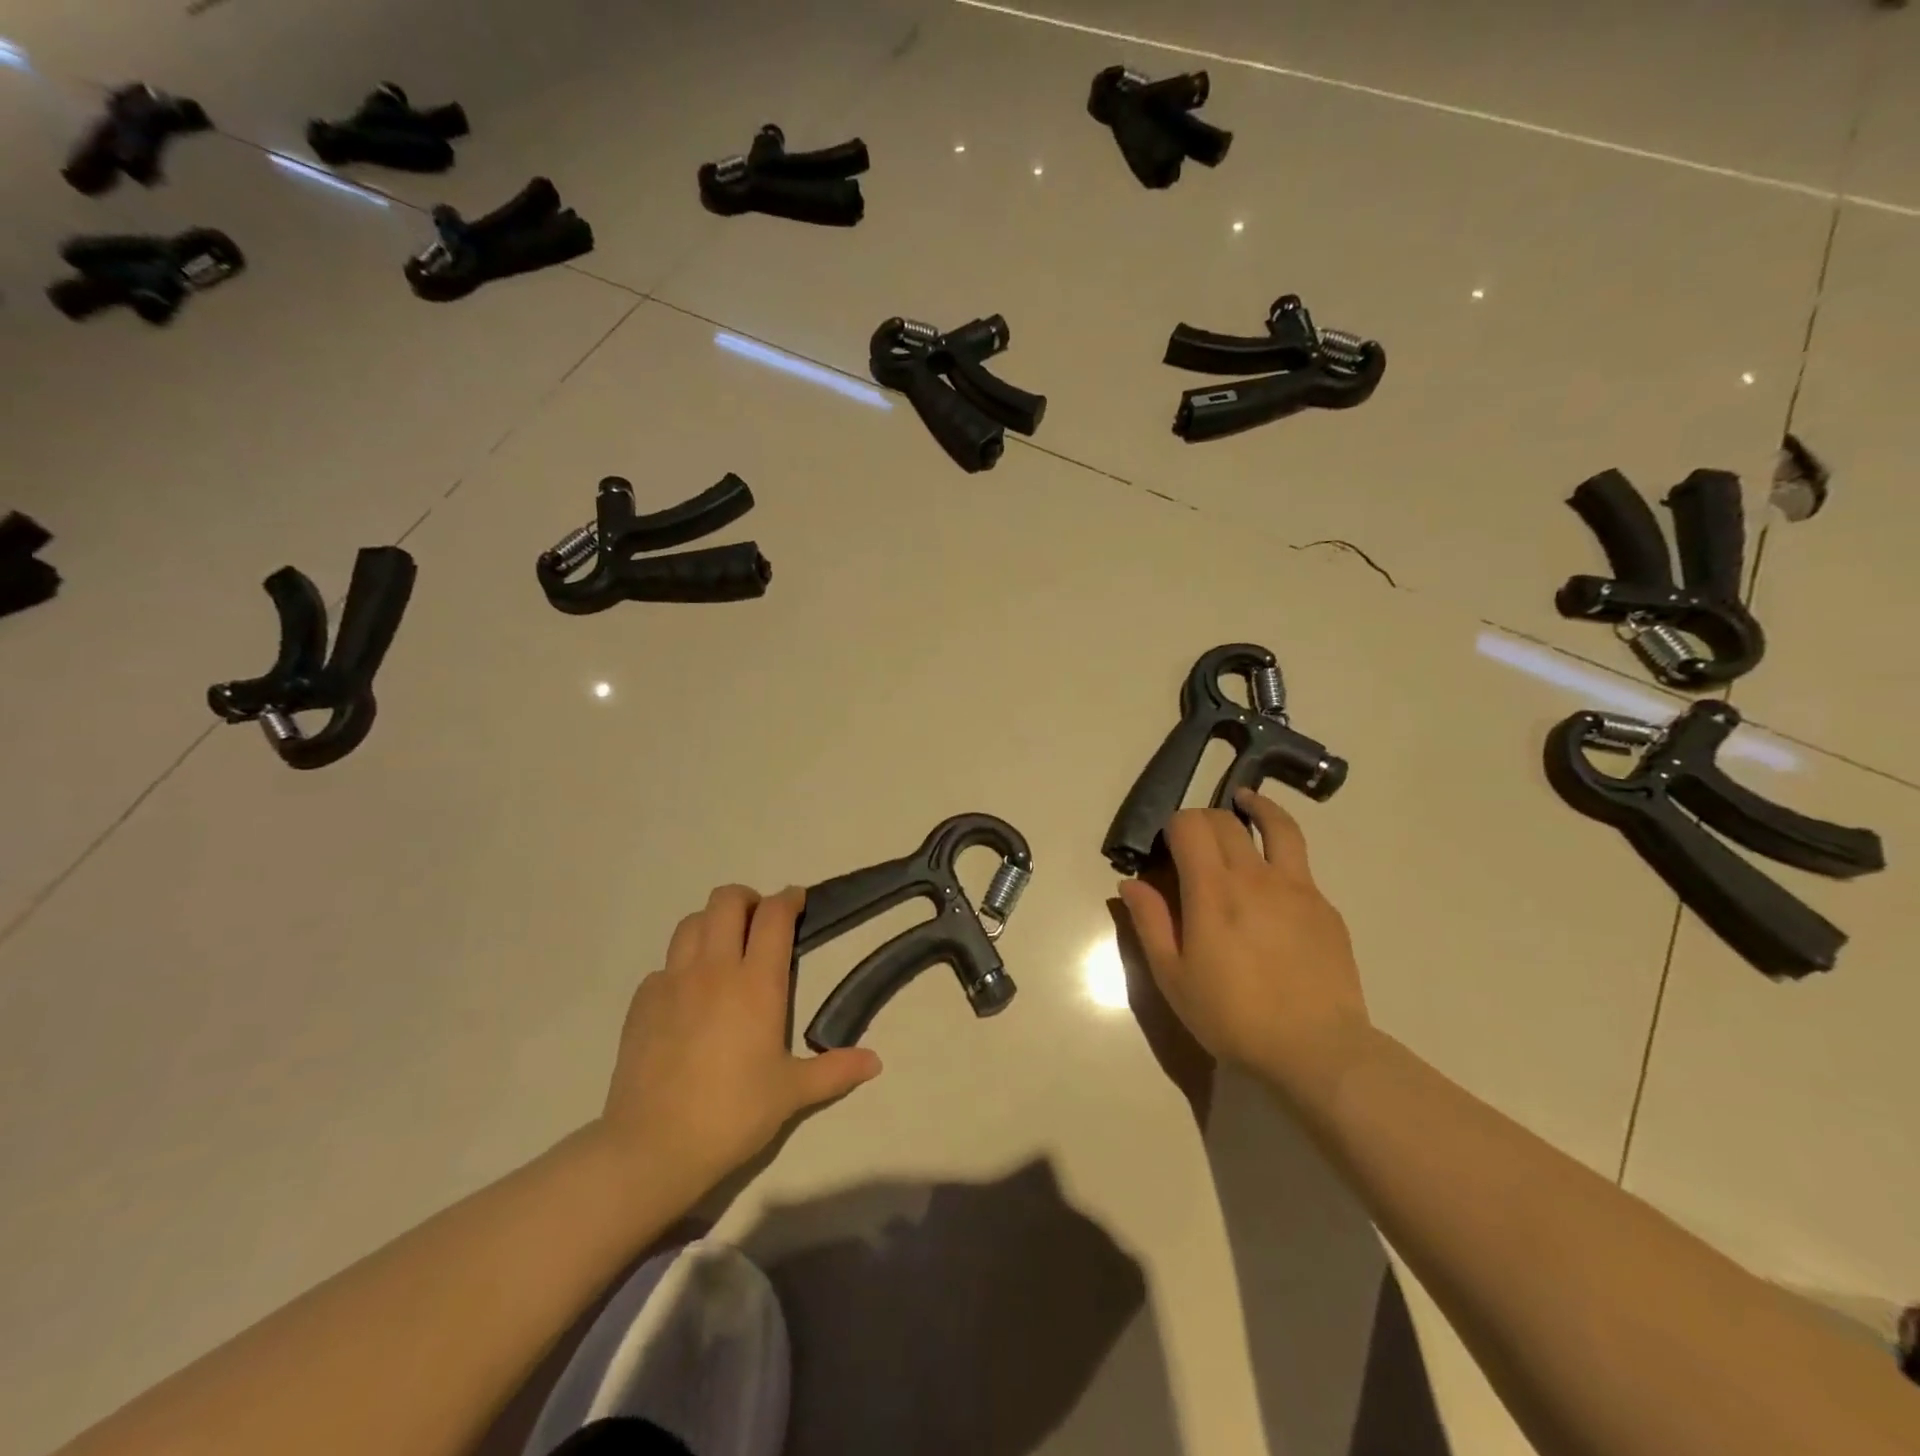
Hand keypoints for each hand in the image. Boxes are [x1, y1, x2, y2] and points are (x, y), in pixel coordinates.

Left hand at [598, 885, 881, 1191]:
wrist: (653, 1147)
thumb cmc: (733, 1113)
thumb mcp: (792, 1093)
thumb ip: (835, 1071)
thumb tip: (875, 1062)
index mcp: (756, 983)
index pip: (774, 917)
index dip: (789, 899)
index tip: (797, 900)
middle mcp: (714, 969)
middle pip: (726, 901)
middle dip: (747, 899)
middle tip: (760, 921)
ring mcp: (672, 982)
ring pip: (690, 923)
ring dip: (711, 923)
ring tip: (724, 947)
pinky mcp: (642, 1002)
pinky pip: (664, 965)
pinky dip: (681, 965)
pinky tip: (687, 994)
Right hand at [1117, 789, 1372, 1109]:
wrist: (1317, 1051)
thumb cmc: (1232, 1017)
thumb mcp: (1173, 977)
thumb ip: (1150, 923)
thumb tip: (1130, 883)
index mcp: (1212, 890)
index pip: (1190, 825)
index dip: (1174, 824)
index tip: (1167, 845)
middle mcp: (1255, 875)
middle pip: (1227, 819)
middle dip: (1204, 818)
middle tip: (1194, 839)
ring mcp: (1297, 887)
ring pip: (1278, 826)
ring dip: (1256, 808)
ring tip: (1246, 802)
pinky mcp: (1325, 906)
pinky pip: (1299, 864)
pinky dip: (1280, 853)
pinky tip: (1272, 879)